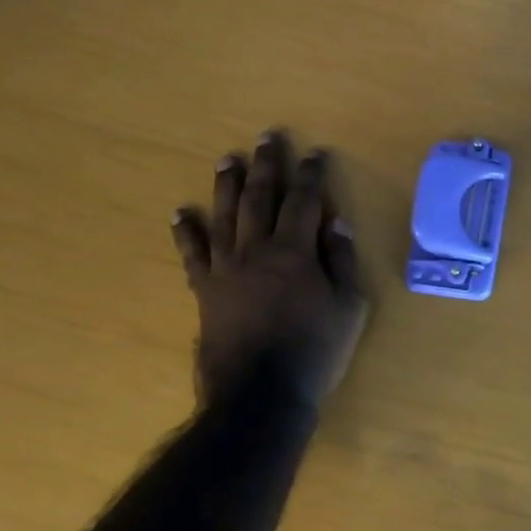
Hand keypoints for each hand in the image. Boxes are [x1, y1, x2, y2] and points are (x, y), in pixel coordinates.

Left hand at [171, 131, 367, 405]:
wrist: (259, 393)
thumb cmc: (314, 350)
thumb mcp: (349, 307)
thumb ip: (342, 261)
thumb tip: (337, 221)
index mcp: (295, 252)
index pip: (305, 201)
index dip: (311, 175)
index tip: (315, 153)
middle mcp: (257, 250)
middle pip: (260, 198)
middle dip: (266, 166)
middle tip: (267, 137)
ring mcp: (225, 269)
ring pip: (224, 216)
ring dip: (227, 185)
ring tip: (228, 159)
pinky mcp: (205, 290)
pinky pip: (192, 254)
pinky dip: (186, 232)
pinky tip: (181, 213)